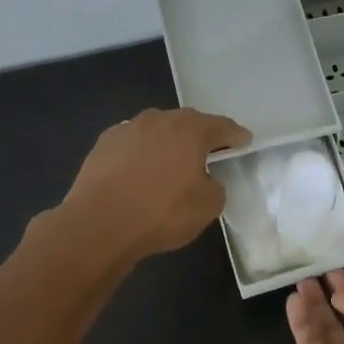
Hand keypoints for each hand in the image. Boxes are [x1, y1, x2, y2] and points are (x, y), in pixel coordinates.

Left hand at [59, 108, 250, 262]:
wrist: (100, 224)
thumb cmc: (162, 213)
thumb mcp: (208, 206)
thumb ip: (216, 186)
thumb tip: (205, 179)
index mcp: (191, 130)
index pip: (222, 127)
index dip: (236, 136)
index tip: (244, 141)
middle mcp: (159, 119)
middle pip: (188, 123)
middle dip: (201, 136)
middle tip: (210, 152)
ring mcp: (128, 128)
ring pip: (158, 131)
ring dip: (169, 143)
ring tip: (172, 163)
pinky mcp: (103, 144)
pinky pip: (133, 144)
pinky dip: (143, 153)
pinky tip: (141, 171)